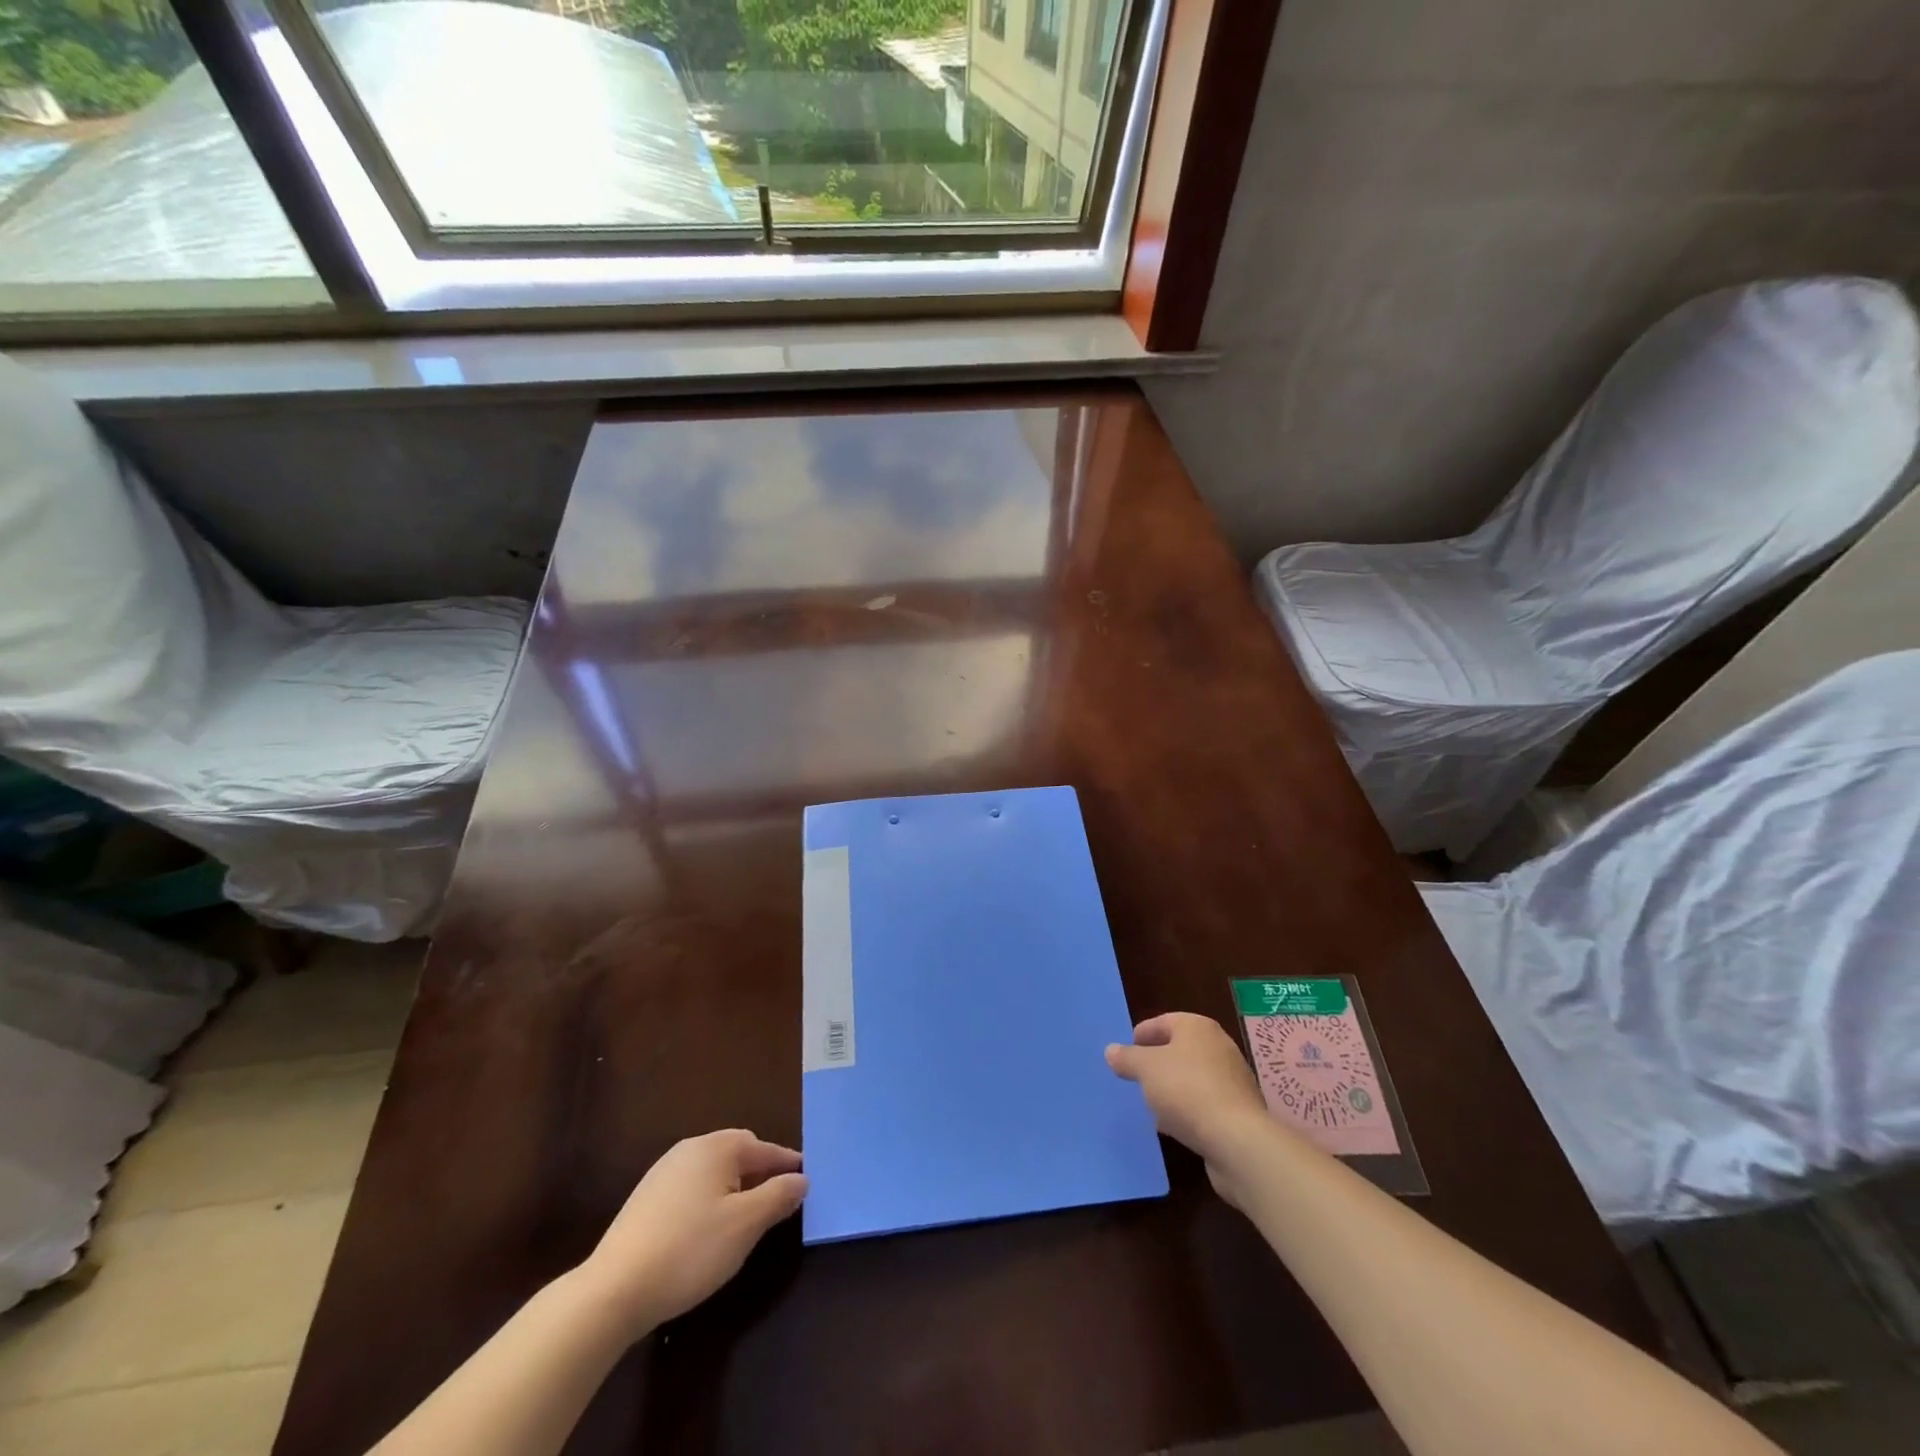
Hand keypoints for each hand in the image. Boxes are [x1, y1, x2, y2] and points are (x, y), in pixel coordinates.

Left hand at [577, 1130, 806, 1333]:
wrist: (613, 1290)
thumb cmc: (690, 1250)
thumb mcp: (745, 1225)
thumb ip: (778, 1196)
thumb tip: (801, 1179)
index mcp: (717, 1147)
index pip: (765, 1148)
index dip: (788, 1166)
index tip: (805, 1184)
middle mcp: (690, 1149)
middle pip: (739, 1153)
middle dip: (761, 1174)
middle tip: (779, 1201)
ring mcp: (664, 1172)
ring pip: (714, 1172)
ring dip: (736, 1188)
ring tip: (747, 1219)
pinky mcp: (646, 1198)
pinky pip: (692, 1188)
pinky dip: (710, 1200)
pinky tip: (708, 1230)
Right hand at [1106, 1013, 1275, 1204]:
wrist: (1237, 1140)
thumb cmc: (1187, 1090)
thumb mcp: (1146, 1069)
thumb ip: (1127, 1058)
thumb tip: (1111, 1050)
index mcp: (1197, 1027)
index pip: (1164, 1022)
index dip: (1142, 1035)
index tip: (1125, 1053)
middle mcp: (1219, 1046)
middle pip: (1180, 1049)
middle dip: (1157, 1063)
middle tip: (1136, 1078)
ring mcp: (1232, 1080)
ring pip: (1192, 1078)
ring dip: (1172, 1089)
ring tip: (1150, 1104)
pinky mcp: (1238, 1111)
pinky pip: (1204, 1103)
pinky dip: (1187, 1109)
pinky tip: (1172, 1126)